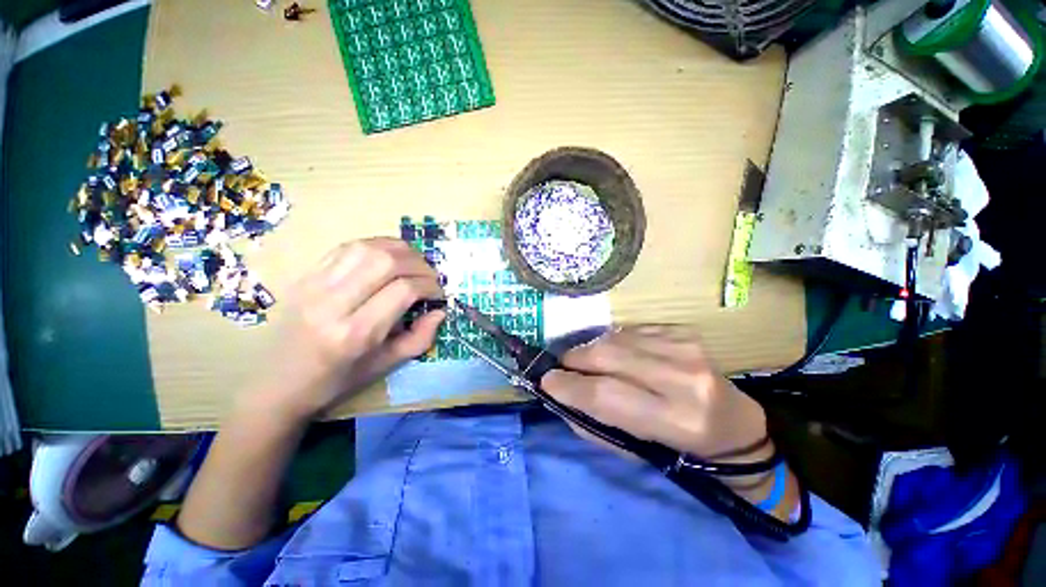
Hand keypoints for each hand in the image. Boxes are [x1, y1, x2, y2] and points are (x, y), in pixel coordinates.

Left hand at [252, 238, 444, 422]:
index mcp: (356, 333)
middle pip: (386, 261)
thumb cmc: (336, 380)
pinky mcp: (306, 275)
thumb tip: (440, 311)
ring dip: (400, 250)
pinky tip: (388, 257)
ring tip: (413, 264)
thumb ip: (420, 338)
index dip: (429, 286)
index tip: (438, 294)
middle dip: (419, 264)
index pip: (403, 289)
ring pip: (367, 247)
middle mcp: (333, 303)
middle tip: (430, 277)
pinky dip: (376, 246)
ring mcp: (314, 284)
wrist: (277, 383)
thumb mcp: (385, 366)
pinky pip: (347, 247)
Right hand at [541, 325, 767, 460]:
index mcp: (676, 419)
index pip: (606, 394)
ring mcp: (686, 347)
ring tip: (589, 363)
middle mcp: (683, 377)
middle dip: (574, 359)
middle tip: (563, 368)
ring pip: (615, 338)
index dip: (568, 385)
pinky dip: (614, 342)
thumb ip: (593, 423)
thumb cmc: (681, 448)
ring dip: (592, 350)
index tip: (546, 381)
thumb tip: (559, 395)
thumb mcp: (635, 451)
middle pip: (607, 355)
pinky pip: (630, 330)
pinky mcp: (683, 331)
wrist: (735, 424)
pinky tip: (619, 355)